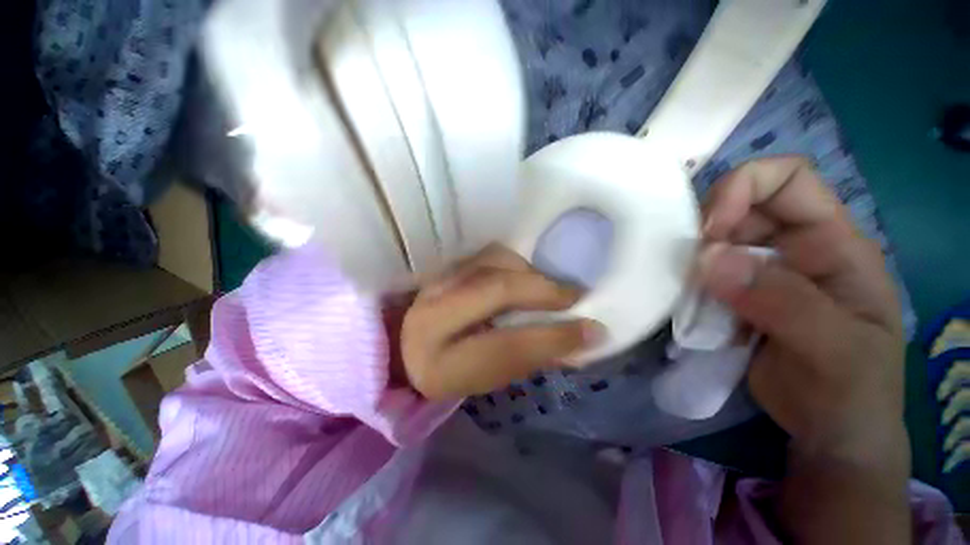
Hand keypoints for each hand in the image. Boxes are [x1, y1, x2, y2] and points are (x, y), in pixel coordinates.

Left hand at [398, 245, 600, 400]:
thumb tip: (580, 340)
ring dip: (529, 273)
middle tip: (575, 296)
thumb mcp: (489, 378)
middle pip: (496, 290)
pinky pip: (486, 255)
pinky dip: (513, 262)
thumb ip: (531, 358)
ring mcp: (435, 284)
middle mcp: (431, 317)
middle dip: (542, 291)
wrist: (410, 347)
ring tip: (549, 288)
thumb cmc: (453, 370)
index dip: (553, 338)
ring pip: (491, 264)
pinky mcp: (444, 268)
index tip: (594, 328)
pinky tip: (524, 276)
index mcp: (441, 365)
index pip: (506, 348)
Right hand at [697, 156, 906, 465]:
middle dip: (708, 230)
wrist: (831, 432)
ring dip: (693, 260)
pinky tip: (688, 305)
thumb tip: (708, 258)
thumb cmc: (852, 392)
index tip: (710, 229)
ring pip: (714, 242)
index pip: (788, 180)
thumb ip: (782, 300)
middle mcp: (794, 248)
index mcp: (833, 244)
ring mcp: (762, 273)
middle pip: (740, 208)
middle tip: (691, 269)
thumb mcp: (835, 350)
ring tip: (689, 293)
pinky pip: (702, 274)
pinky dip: (688, 283)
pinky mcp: (736, 296)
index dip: (744, 187)